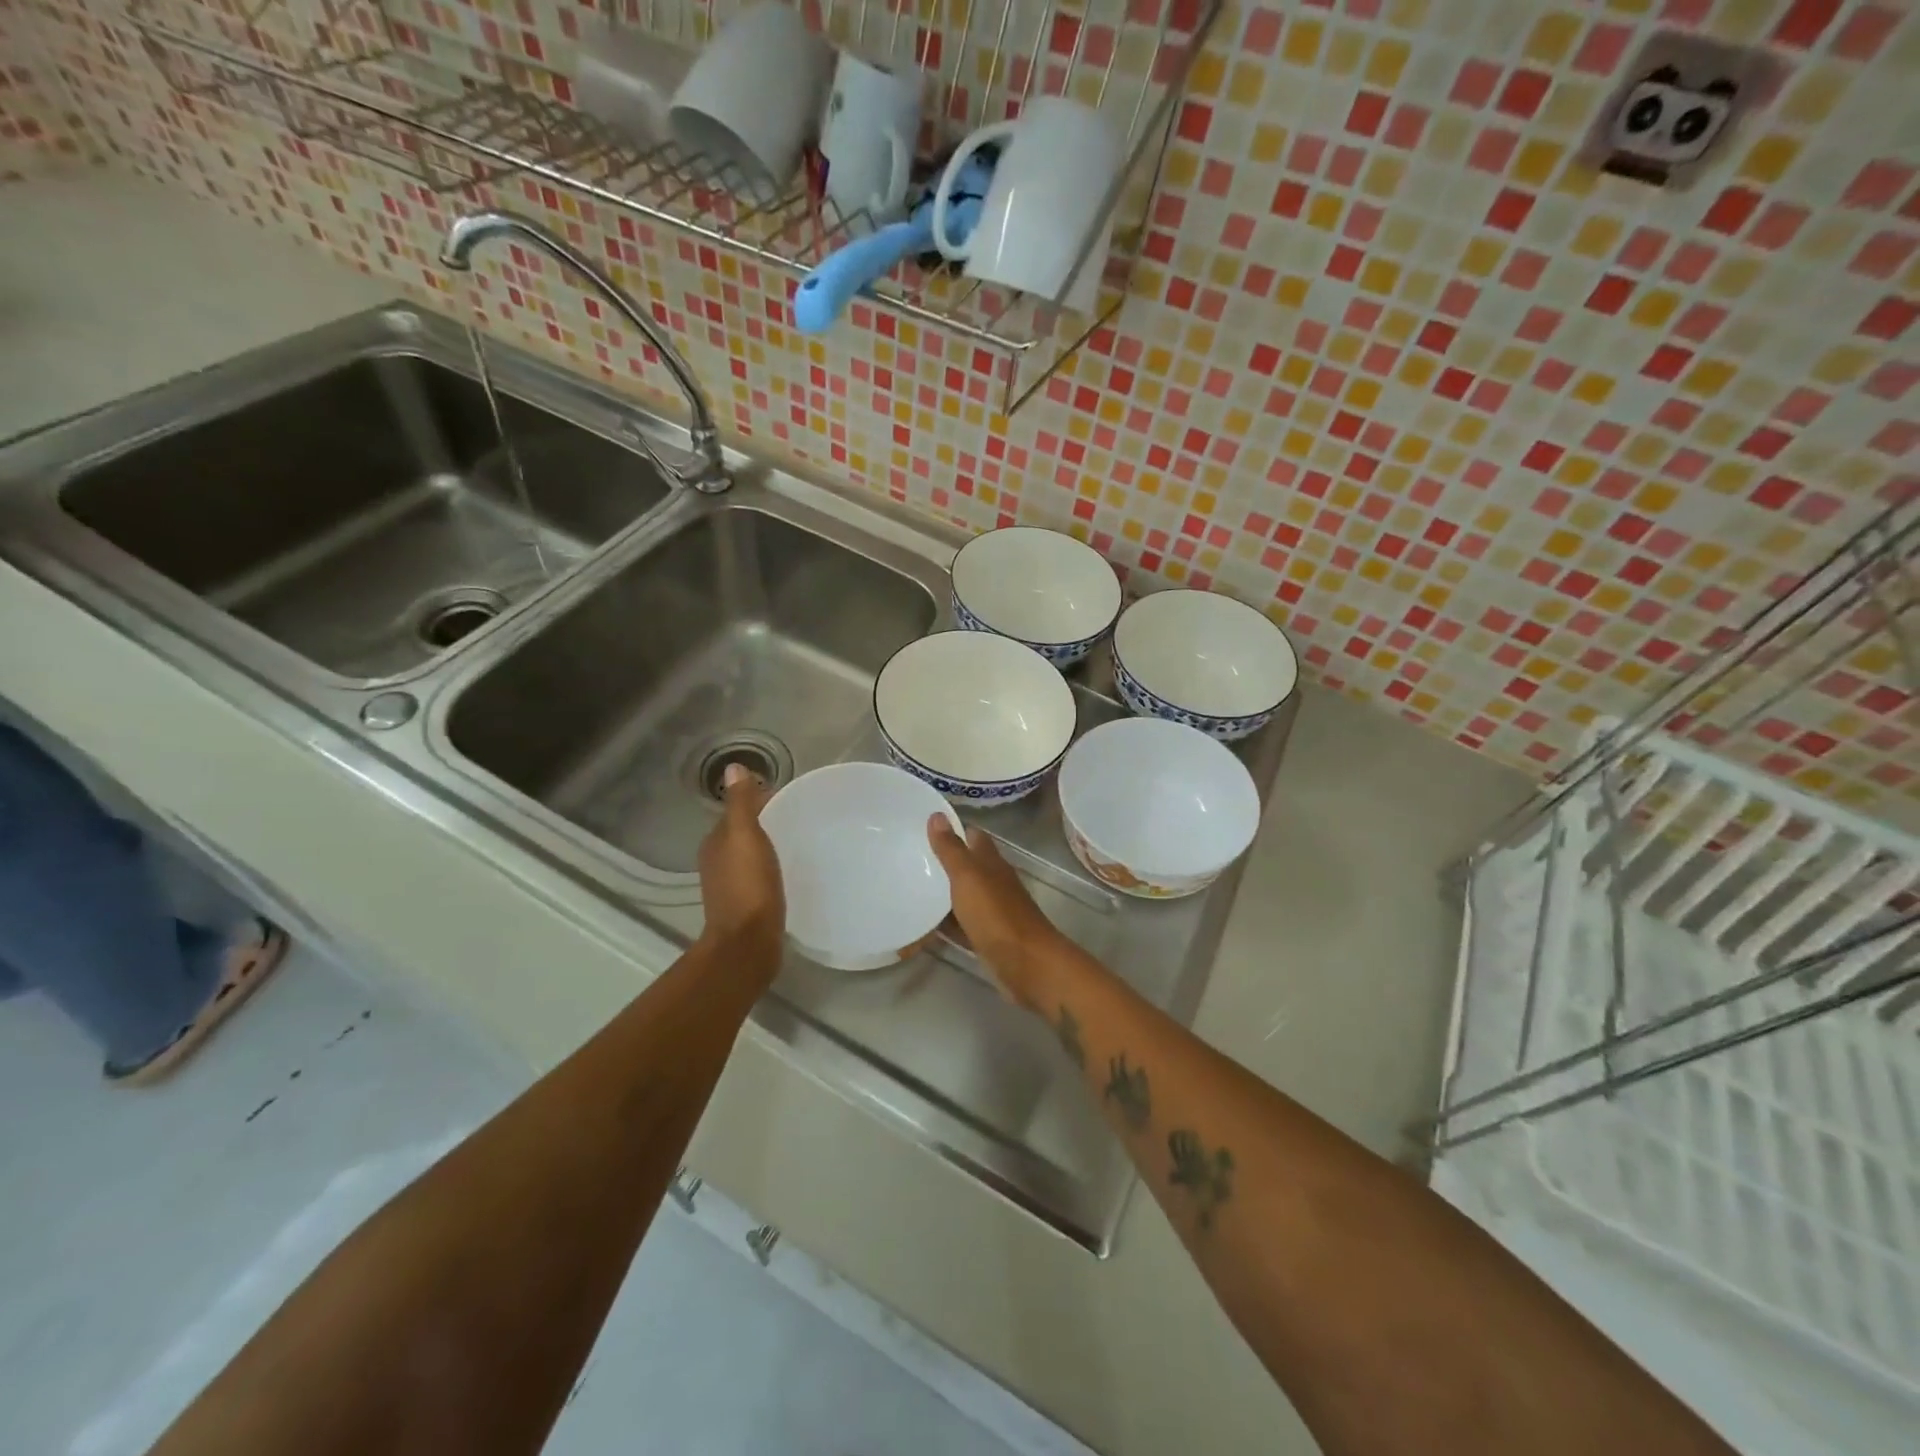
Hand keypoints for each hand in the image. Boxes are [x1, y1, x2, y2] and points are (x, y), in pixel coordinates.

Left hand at [698, 765, 783, 959]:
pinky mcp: (747, 905)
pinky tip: (790, 870)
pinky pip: (759, 875)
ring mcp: (731, 885)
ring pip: (750, 855)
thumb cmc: (748, 886)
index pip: (736, 811)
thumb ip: (740, 804)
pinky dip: (771, 867)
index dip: (757, 799)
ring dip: (767, 845)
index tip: (786, 794)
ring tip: (797, 840)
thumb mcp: (745, 837)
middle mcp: (718, 861)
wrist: (748, 943)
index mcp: (715, 843)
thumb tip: (733, 768)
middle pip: (742, 833)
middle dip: (764, 821)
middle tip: (798, 815)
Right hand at [927, 815, 1066, 1009]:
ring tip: (909, 886)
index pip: (973, 836)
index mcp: (992, 863)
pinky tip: (923, 923)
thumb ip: (952, 849)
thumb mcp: (968, 877)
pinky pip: (961, 924)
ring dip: (943, 891)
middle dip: (943, 860)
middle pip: (968, 866)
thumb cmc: (996, 915)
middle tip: (908, 856)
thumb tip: (937, 814)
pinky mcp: (987, 937)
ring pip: (963, 895)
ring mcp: (992, 911)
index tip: (925, 825)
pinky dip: (945, 921)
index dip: (953, 828)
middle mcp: (994, 883)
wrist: (1026, 964)